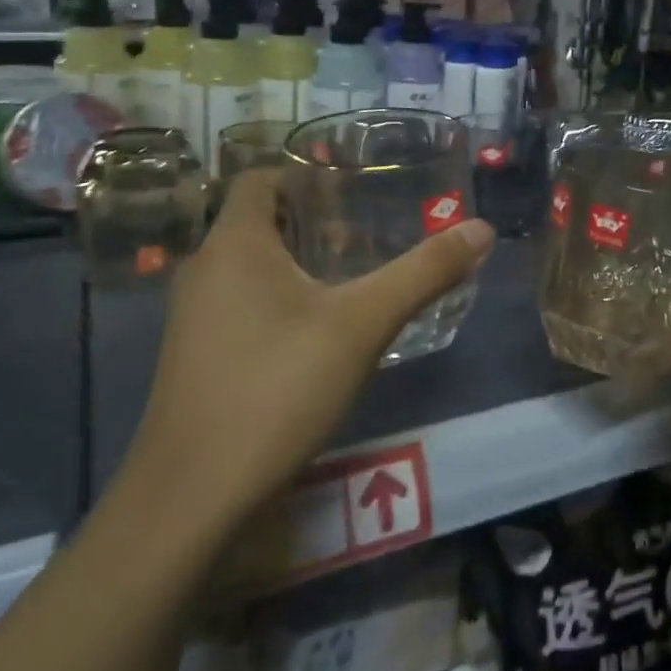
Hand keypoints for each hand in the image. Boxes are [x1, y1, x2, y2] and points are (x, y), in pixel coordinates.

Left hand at [123, 169, 493, 530]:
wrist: (192, 496)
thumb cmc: (277, 387)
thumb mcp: (362, 325)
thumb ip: (422, 273)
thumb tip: (480, 229)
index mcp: (234, 243)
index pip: (260, 178)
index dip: (305, 174)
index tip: (352, 189)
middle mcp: (203, 268)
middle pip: (258, 221)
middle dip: (311, 222)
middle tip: (367, 234)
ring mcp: (190, 316)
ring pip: (248, 266)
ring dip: (295, 264)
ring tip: (351, 280)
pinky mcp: (192, 355)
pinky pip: (237, 303)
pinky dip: (275, 300)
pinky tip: (314, 336)